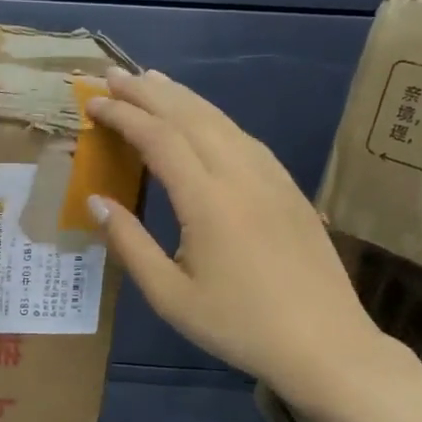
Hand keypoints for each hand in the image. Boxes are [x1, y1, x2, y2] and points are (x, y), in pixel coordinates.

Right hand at [84, 68, 386, 401]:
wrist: (327, 346)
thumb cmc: (239, 326)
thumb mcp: (169, 295)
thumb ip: (129, 242)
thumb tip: (94, 200)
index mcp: (208, 201)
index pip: (159, 138)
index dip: (124, 115)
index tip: (94, 103)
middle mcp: (241, 175)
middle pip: (190, 116)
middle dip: (148, 92)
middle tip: (113, 74)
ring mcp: (271, 177)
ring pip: (221, 120)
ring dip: (182, 97)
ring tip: (151, 80)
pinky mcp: (288, 188)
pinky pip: (244, 137)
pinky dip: (213, 117)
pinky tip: (202, 118)